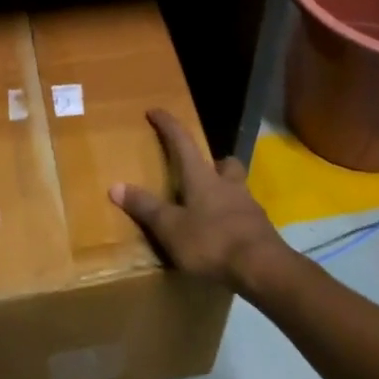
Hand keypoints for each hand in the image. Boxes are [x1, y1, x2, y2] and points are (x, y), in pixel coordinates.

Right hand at [108, 109, 294, 294]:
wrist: (262, 268)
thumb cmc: (211, 241)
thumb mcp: (170, 228)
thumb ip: (145, 207)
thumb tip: (115, 186)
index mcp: (202, 178)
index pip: (182, 142)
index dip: (168, 125)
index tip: (155, 110)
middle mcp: (228, 184)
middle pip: (224, 162)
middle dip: (213, 162)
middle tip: (200, 171)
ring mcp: (248, 206)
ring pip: (237, 187)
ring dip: (225, 190)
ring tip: (210, 207)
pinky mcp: (261, 229)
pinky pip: (245, 214)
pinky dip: (233, 218)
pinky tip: (225, 234)